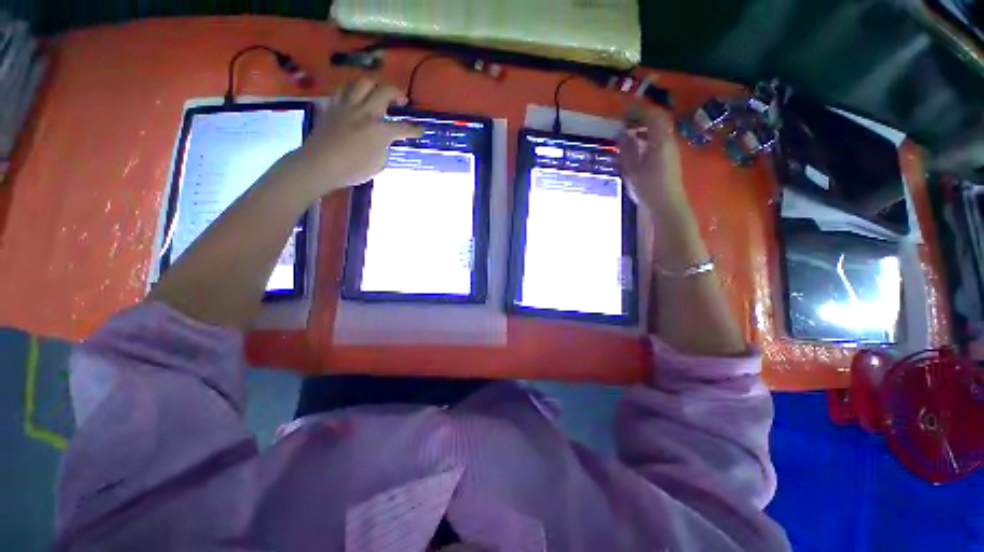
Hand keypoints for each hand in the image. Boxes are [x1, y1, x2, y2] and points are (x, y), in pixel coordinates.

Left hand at [282, 78, 422, 197]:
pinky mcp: (333, 106)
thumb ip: (384, 148)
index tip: (420, 130)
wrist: (320, 164)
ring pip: (363, 82)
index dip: (414, 130)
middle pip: (384, 90)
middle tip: (401, 99)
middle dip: (397, 92)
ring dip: (375, 84)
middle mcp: (366, 112)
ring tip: (378, 92)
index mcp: (380, 131)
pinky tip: (356, 95)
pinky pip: (344, 89)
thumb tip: (384, 140)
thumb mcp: (378, 164)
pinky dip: (353, 89)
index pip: (403, 128)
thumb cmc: (352, 170)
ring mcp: (348, 106)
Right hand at [617, 107, 686, 217]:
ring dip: (644, 125)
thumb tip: (623, 134)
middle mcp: (668, 140)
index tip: (623, 110)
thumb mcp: (632, 170)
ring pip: (659, 128)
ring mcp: (671, 148)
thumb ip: (628, 150)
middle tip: (625, 119)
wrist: (667, 204)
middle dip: (642, 115)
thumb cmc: (648, 188)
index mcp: (660, 141)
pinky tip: (637, 144)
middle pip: (658, 119)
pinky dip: (647, 135)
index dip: (638, 110)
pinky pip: (659, 137)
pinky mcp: (669, 156)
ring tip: (628, 130)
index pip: (652, 116)